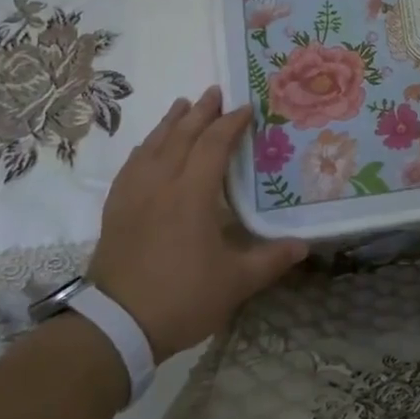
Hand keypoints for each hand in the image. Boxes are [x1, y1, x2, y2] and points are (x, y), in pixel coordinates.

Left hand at [87, 87, 306, 362]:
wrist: (115, 326)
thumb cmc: (181, 299)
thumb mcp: (235, 283)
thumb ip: (270, 260)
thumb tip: (304, 245)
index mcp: (191, 194)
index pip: (213, 145)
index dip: (231, 124)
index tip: (247, 107)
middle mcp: (160, 185)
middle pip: (181, 137)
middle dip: (200, 112)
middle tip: (214, 92)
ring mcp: (133, 196)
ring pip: (152, 146)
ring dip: (169, 123)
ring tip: (181, 105)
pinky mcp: (115, 211)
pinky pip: (131, 166)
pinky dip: (144, 148)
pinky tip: (147, 148)